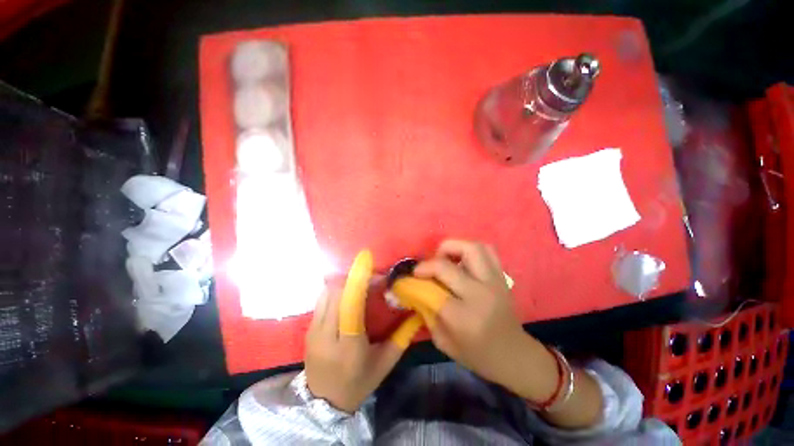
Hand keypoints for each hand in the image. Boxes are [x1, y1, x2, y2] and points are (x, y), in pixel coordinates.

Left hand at [305, 251, 422, 412]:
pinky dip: (335, 289)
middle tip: (371, 276)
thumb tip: (417, 312)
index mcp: (348, 346)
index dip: (357, 279)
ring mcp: (313, 331)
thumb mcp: (385, 363)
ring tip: (359, 282)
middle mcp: (326, 335)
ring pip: (326, 292)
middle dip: (353, 277)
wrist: (323, 405)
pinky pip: (321, 299)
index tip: (366, 259)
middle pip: (336, 291)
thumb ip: (402, 337)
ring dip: (343, 281)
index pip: (350, 304)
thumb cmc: (358, 383)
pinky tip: (346, 293)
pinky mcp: (308, 329)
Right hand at [414, 240, 558, 402]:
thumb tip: (414, 289)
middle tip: (422, 269)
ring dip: (451, 247)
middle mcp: (479, 294)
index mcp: (463, 317)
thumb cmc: (477, 354)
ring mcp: (493, 282)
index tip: (407, 279)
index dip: (414, 281)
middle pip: (446, 265)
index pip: (432, 290)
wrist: (514, 354)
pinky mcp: (501, 276)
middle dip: (428, 264)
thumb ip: (426, 312)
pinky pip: (486, 250)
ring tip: (443, 258)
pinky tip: (461, 259)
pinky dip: (469, 248)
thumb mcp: (443, 342)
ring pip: (471, 248)